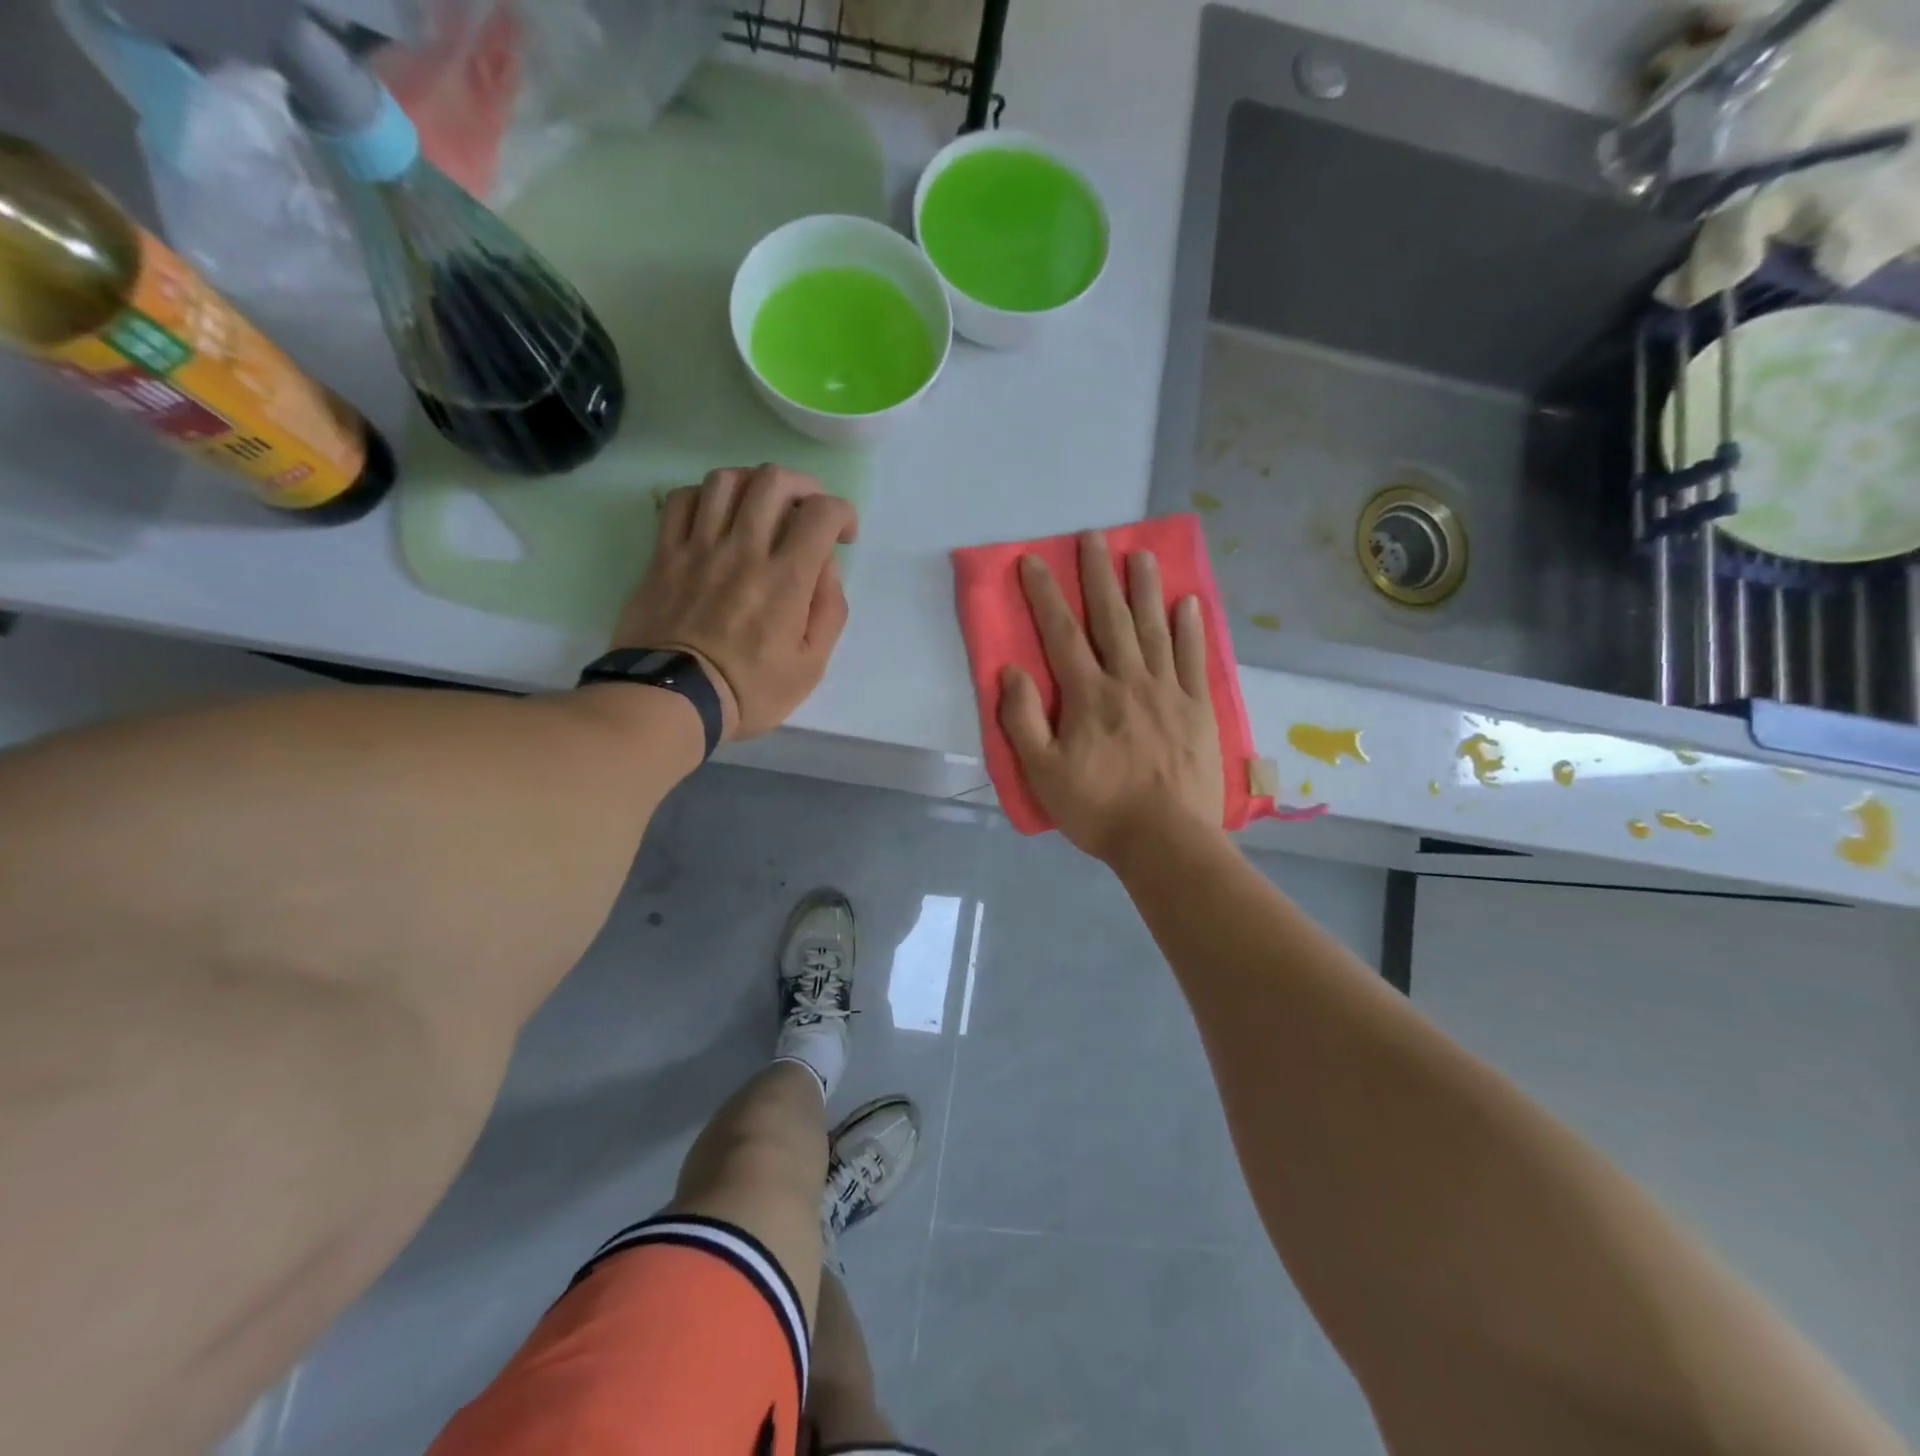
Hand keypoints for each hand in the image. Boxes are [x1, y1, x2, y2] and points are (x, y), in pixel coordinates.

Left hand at [613, 465, 857, 741]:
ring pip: (726, 480)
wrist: (671, 700)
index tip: (844, 536)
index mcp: (785, 579)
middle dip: (803, 486)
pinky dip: (705, 496)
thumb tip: (825, 568)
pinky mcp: (664, 555)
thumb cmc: (748, 691)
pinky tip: (717, 516)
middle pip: (773, 480)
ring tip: (763, 507)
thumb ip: (829, 612)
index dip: (842, 512)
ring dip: (754, 483)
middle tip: (809, 512)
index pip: (821, 513)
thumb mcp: (810, 667)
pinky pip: (681, 500)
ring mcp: (699, 548)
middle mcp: (743, 549)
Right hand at [998, 531, 1225, 863]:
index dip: (1045, 594)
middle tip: (1094, 536)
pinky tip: (1188, 602)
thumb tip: (1011, 671)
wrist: (1166, 841)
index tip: (1033, 561)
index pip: (1061, 633)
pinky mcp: (1197, 708)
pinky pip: (1193, 659)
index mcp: (1088, 696)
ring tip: (1140, 554)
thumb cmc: (1098, 809)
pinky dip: (1190, 629)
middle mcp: (1128, 680)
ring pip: (1154, 629)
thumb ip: (1023, 720)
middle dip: (1099, 574)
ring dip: (1145, 589)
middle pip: (1111, 618)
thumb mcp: (1043, 773)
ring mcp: (1168, 691)